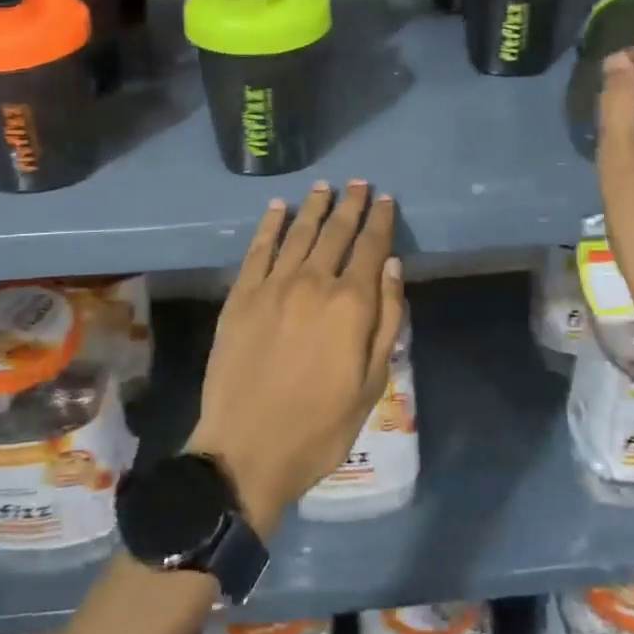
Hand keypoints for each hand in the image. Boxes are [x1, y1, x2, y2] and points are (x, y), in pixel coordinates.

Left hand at [185, 181, 403, 537]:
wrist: (246, 449)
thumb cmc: (320, 426)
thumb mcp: (371, 382)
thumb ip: (386, 319)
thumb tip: (393, 267)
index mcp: (350, 304)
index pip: (371, 248)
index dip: (380, 221)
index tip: (385, 199)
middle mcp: (313, 282)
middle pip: (336, 233)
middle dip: (350, 205)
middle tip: (358, 183)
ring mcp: (273, 286)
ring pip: (299, 233)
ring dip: (314, 207)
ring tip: (324, 187)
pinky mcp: (241, 295)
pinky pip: (258, 249)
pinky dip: (270, 224)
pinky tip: (278, 208)